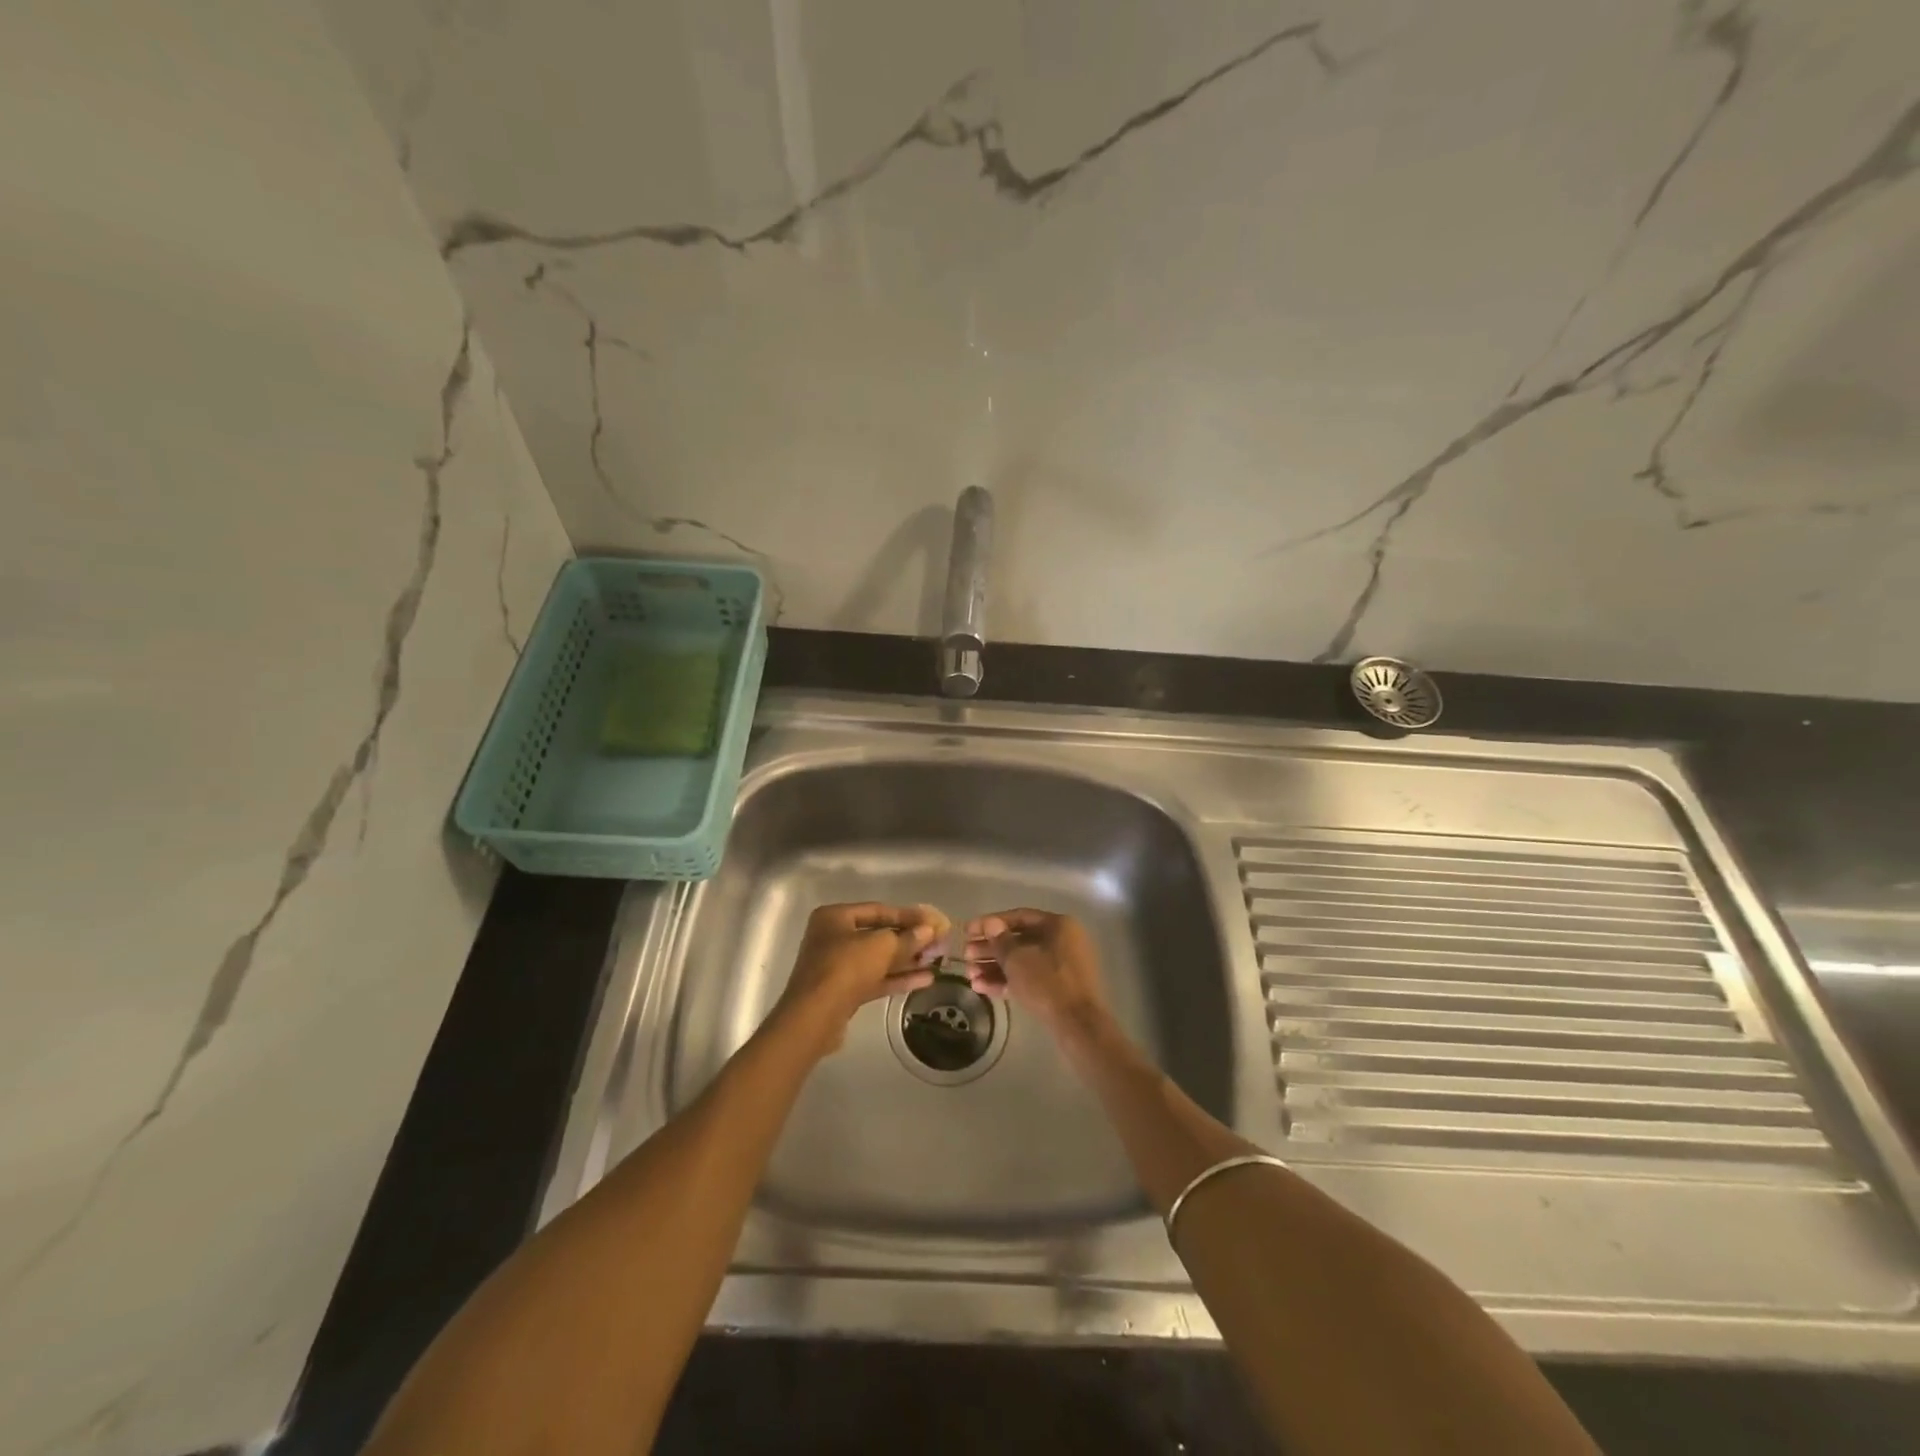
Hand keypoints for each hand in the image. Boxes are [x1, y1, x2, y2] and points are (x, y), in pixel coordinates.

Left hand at [773, 902, 949, 1056]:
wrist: (814, 1018)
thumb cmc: (845, 968)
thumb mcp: (881, 946)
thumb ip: (907, 937)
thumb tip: (928, 930)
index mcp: (834, 917)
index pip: (878, 910)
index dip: (908, 915)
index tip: (933, 921)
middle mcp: (833, 938)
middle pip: (878, 935)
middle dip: (909, 940)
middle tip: (938, 942)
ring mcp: (837, 966)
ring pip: (878, 959)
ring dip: (907, 960)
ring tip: (936, 961)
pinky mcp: (843, 992)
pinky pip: (875, 979)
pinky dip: (898, 978)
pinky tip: (926, 979)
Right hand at [962, 909, 1108, 1040]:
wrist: (1077, 1025)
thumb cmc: (1046, 982)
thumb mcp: (1017, 959)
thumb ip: (1000, 940)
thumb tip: (990, 924)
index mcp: (1058, 925)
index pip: (1018, 917)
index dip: (990, 923)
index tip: (967, 931)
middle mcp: (1063, 941)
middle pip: (1019, 940)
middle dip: (990, 949)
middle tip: (966, 955)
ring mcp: (1062, 966)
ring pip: (1022, 961)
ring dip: (994, 967)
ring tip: (969, 975)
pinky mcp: (1058, 988)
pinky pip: (1030, 978)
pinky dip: (1007, 981)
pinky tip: (981, 987)